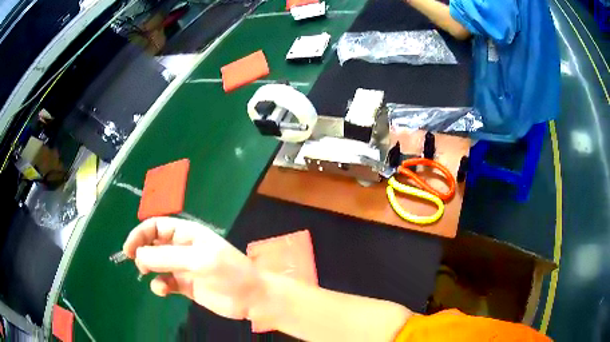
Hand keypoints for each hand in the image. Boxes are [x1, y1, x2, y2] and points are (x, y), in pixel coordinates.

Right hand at [123, 217, 261, 319]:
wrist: (251, 298)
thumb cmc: (230, 274)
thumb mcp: (200, 261)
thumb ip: (168, 257)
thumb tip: (139, 254)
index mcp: (187, 234)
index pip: (157, 226)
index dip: (140, 234)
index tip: (128, 249)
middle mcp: (183, 248)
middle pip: (153, 244)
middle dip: (142, 251)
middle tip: (140, 265)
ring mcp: (183, 267)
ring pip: (156, 264)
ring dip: (149, 269)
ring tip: (152, 277)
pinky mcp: (185, 285)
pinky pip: (165, 282)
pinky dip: (160, 285)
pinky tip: (163, 291)